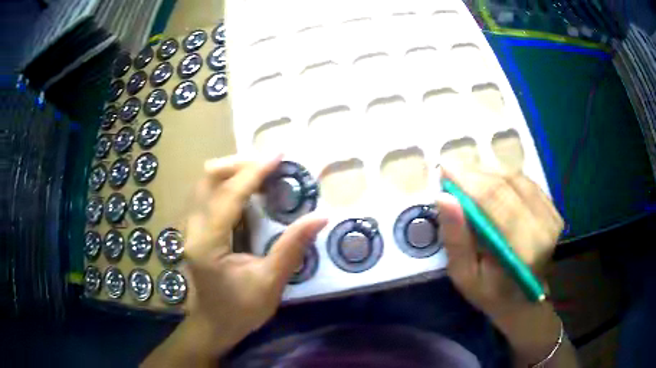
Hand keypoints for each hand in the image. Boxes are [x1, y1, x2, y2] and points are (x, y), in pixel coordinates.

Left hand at [143, 155, 326, 366]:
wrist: (213, 325)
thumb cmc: (240, 311)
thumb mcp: (270, 283)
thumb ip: (292, 248)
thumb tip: (320, 216)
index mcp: (207, 243)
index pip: (228, 195)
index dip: (253, 172)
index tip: (278, 155)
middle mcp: (192, 229)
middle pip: (208, 179)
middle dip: (239, 165)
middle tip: (271, 166)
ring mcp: (190, 228)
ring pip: (205, 183)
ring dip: (233, 172)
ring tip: (263, 174)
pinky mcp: (195, 229)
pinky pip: (208, 194)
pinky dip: (229, 185)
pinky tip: (249, 192)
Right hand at [436, 167, 574, 366]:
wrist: (524, 299)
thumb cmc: (491, 292)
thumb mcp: (464, 275)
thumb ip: (456, 239)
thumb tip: (444, 197)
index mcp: (522, 249)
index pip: (494, 201)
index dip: (468, 180)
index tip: (443, 169)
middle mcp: (542, 227)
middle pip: (505, 185)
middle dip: (474, 173)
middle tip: (450, 169)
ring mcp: (551, 215)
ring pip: (515, 178)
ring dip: (488, 172)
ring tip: (465, 176)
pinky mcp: (552, 209)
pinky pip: (524, 181)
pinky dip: (502, 176)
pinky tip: (488, 181)